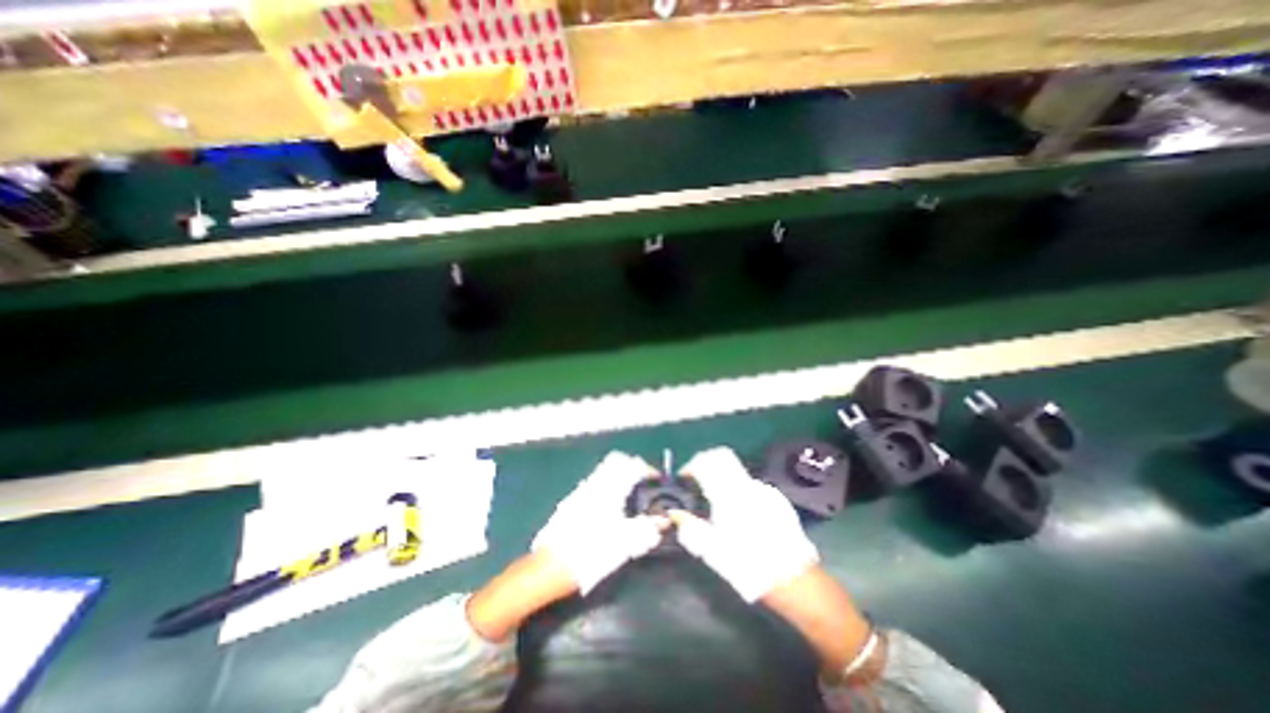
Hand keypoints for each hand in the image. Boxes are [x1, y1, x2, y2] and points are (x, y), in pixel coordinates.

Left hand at [528, 452, 664, 594]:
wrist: (549, 567)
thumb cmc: (590, 553)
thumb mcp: (624, 544)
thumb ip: (647, 530)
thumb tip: (664, 521)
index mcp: (610, 489)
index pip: (633, 465)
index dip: (649, 469)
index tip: (658, 479)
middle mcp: (595, 483)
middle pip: (617, 460)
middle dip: (632, 465)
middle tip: (644, 481)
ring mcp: (581, 490)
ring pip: (604, 470)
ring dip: (619, 474)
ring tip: (630, 494)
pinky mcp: (572, 501)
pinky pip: (595, 481)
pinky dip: (608, 484)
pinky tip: (610, 507)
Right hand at [670, 447, 818, 600]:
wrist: (793, 580)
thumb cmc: (748, 565)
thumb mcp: (713, 550)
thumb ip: (690, 527)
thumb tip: (673, 514)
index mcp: (728, 494)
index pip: (704, 463)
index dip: (690, 466)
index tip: (684, 478)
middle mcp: (746, 484)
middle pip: (721, 457)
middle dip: (705, 464)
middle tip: (697, 481)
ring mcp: (763, 489)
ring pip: (736, 471)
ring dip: (722, 478)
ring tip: (717, 501)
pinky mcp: (776, 498)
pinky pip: (750, 484)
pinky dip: (738, 489)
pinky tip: (740, 512)